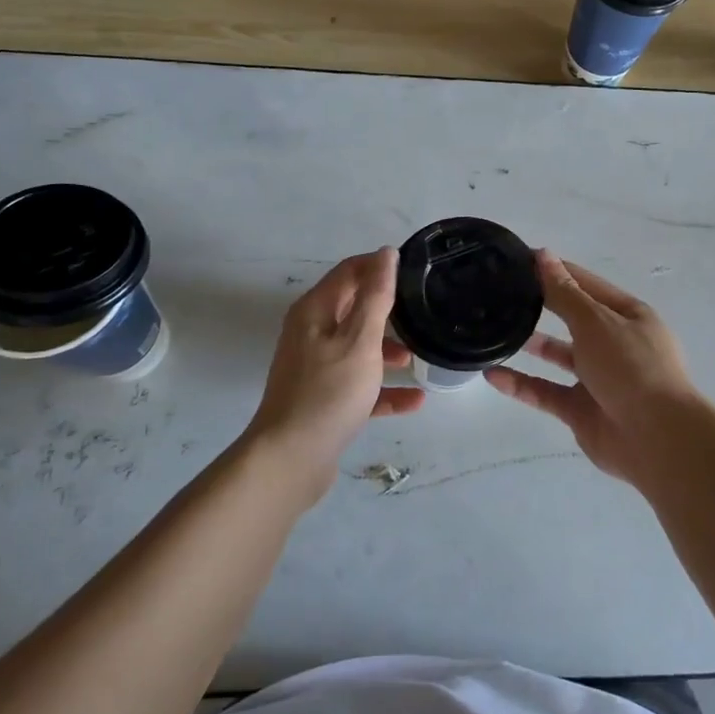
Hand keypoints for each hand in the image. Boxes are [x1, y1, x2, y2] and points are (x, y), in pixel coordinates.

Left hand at [243, 248, 423, 499]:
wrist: (290, 460)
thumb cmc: (328, 392)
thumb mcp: (360, 340)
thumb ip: (376, 296)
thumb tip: (385, 253)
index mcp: (315, 311)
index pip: (350, 271)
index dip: (380, 265)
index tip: (415, 269)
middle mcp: (312, 333)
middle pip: (354, 308)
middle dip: (388, 308)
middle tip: (424, 309)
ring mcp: (315, 368)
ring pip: (358, 348)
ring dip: (388, 350)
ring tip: (420, 357)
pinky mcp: (323, 399)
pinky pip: (359, 385)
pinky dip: (383, 389)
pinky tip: (415, 400)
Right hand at [484, 251, 709, 483]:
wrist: (657, 439)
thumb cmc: (631, 367)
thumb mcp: (596, 322)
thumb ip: (564, 292)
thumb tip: (543, 255)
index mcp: (628, 316)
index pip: (586, 284)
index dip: (555, 270)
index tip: (519, 259)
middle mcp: (615, 344)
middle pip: (573, 318)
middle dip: (542, 305)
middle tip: (502, 293)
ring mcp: (598, 379)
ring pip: (559, 356)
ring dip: (531, 344)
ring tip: (495, 328)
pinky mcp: (581, 410)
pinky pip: (546, 392)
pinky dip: (521, 384)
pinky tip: (492, 374)